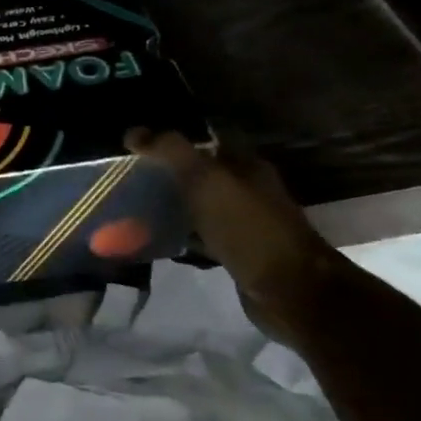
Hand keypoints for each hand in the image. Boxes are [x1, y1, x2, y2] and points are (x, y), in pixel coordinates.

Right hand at [124, 128, 340, 333]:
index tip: (140, 144)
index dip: (177, 138)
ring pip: (202, 204)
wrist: (288, 289)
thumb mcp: (206, 180)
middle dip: (171, 172)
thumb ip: (170, 152)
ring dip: (175, 203)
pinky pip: (203, 235)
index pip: (210, 139)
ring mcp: (245, 222)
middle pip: (204, 172)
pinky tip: (158, 239)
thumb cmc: (248, 227)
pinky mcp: (238, 252)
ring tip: (137, 205)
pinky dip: (182, 234)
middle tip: (132, 175)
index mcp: (247, 165)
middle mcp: (249, 189)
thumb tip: (132, 132)